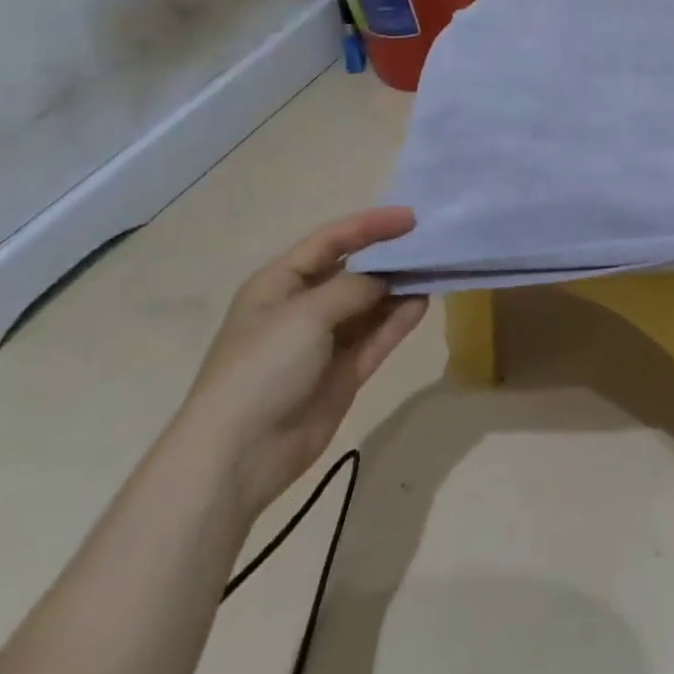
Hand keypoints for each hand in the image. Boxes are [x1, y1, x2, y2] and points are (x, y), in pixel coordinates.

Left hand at [173, 207, 426, 518]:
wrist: (239, 455)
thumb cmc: (263, 367)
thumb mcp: (307, 313)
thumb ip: (354, 287)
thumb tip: (387, 280)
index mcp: (280, 283)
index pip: (330, 241)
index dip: (370, 225)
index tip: (411, 218)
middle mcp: (302, 307)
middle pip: (353, 271)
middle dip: (388, 256)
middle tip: (429, 243)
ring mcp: (323, 342)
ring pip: (369, 304)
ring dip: (398, 288)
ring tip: (434, 270)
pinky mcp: (342, 373)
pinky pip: (376, 337)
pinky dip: (397, 320)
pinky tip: (422, 303)